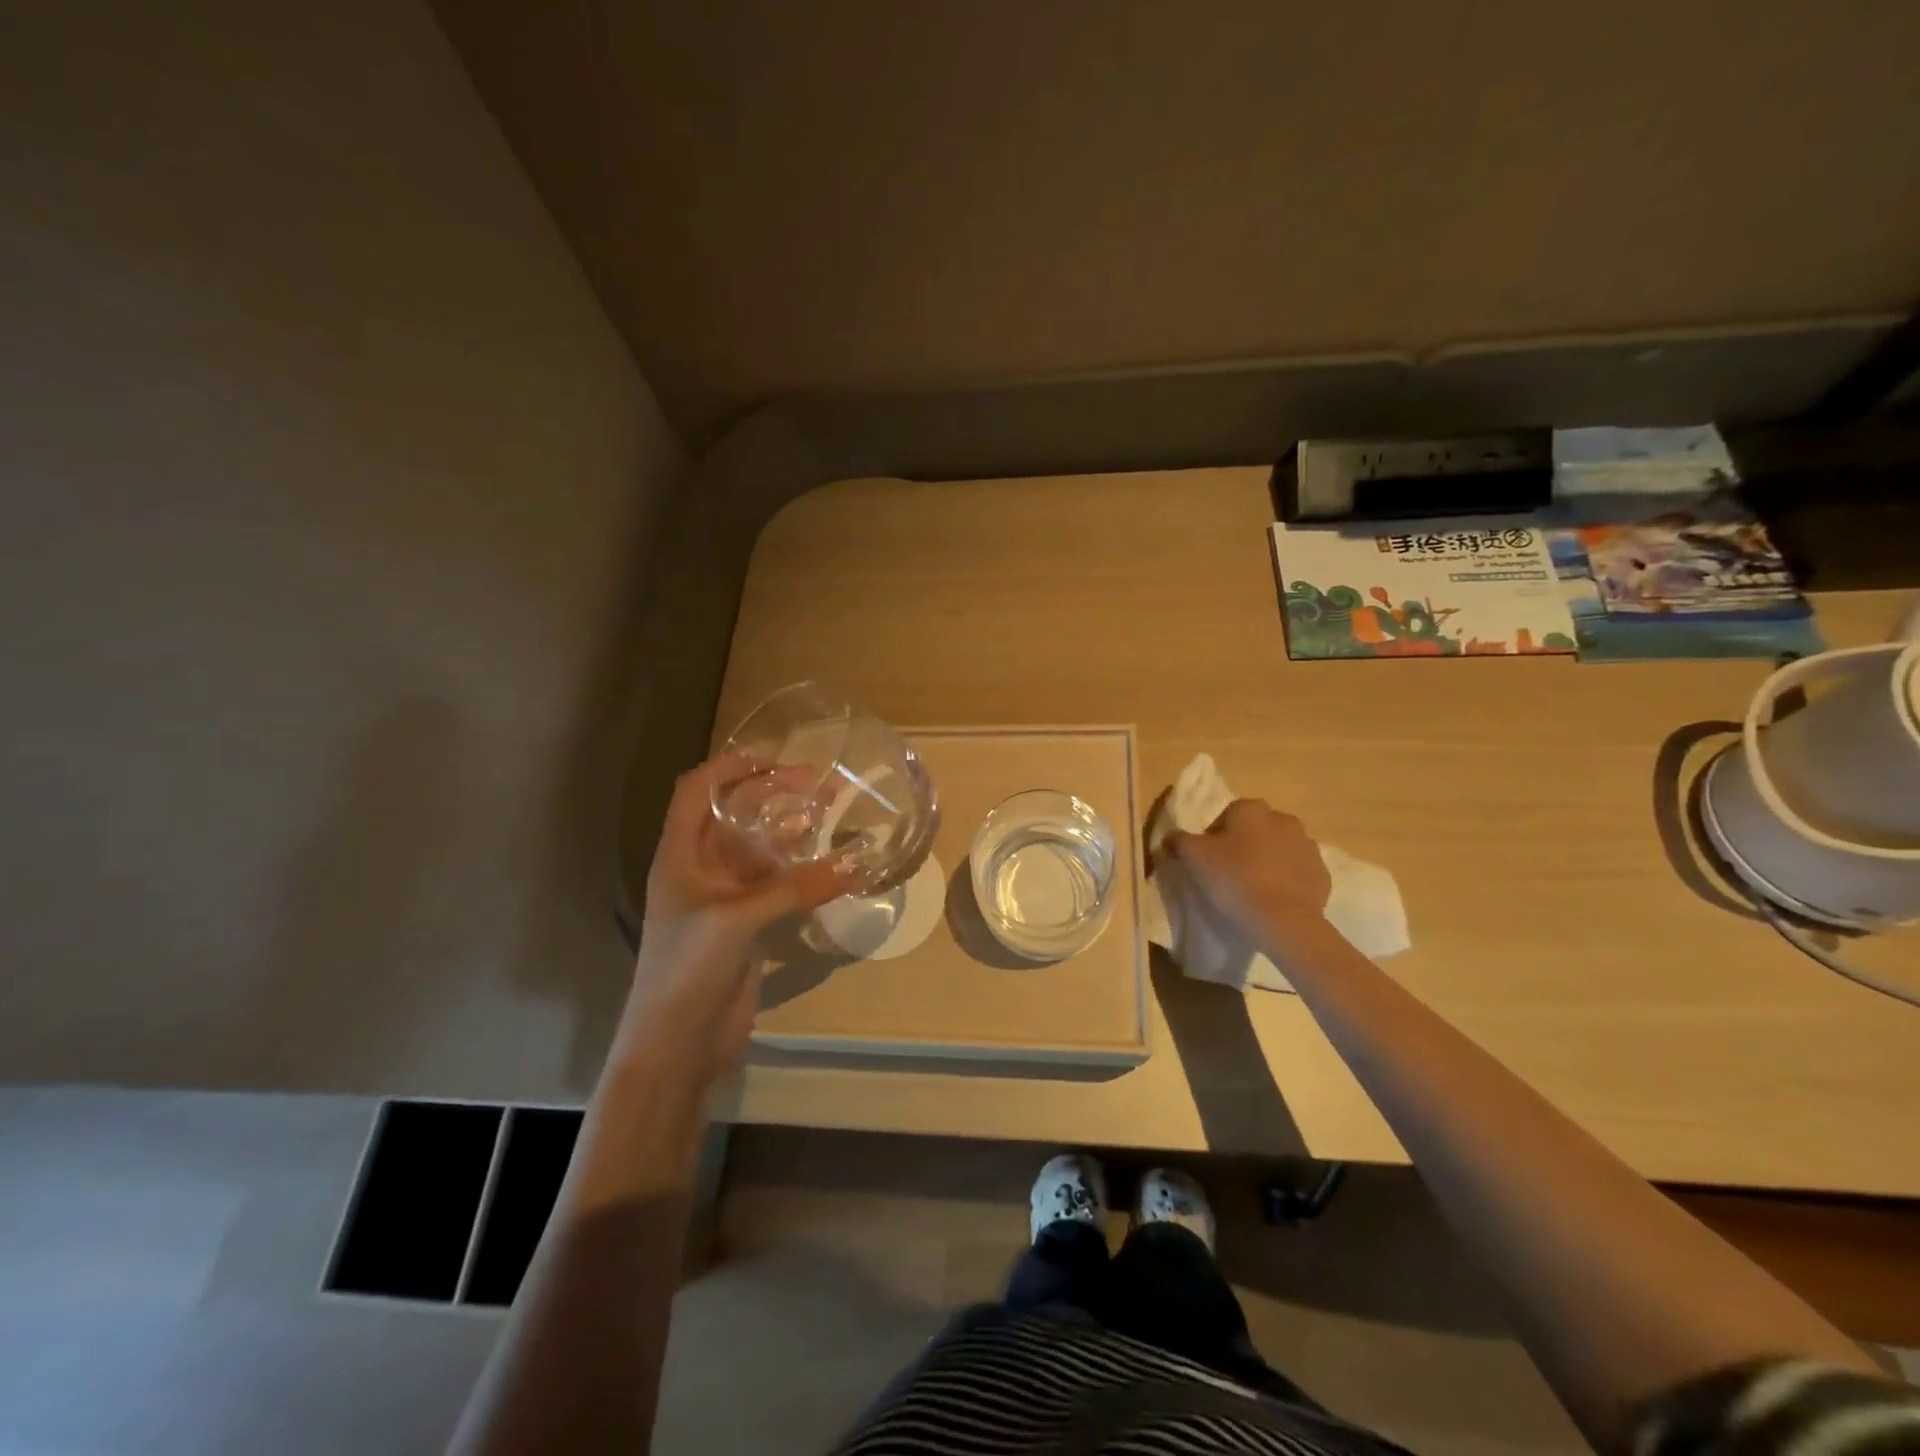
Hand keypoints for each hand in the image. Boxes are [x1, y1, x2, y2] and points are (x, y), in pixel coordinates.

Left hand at [621, 753, 855, 1085]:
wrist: (677, 1044)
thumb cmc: (689, 968)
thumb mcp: (738, 919)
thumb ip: (797, 887)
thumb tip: (858, 863)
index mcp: (680, 855)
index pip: (698, 790)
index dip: (730, 766)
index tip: (775, 755)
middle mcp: (701, 869)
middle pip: (735, 815)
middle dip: (773, 794)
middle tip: (820, 785)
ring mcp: (725, 898)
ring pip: (760, 849)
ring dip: (791, 831)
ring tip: (830, 816)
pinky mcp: (747, 925)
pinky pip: (777, 884)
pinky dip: (802, 870)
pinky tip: (832, 866)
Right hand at [1163, 799, 1331, 935]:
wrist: (1283, 920)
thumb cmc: (1234, 879)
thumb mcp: (1193, 857)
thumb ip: (1178, 841)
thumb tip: (1171, 837)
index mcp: (1251, 809)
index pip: (1227, 814)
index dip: (1215, 835)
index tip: (1208, 859)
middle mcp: (1283, 819)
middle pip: (1256, 829)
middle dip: (1244, 844)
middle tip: (1229, 872)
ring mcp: (1308, 846)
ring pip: (1279, 848)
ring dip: (1268, 860)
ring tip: (1252, 888)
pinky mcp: (1322, 873)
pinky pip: (1298, 871)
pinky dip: (1287, 880)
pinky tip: (1273, 899)